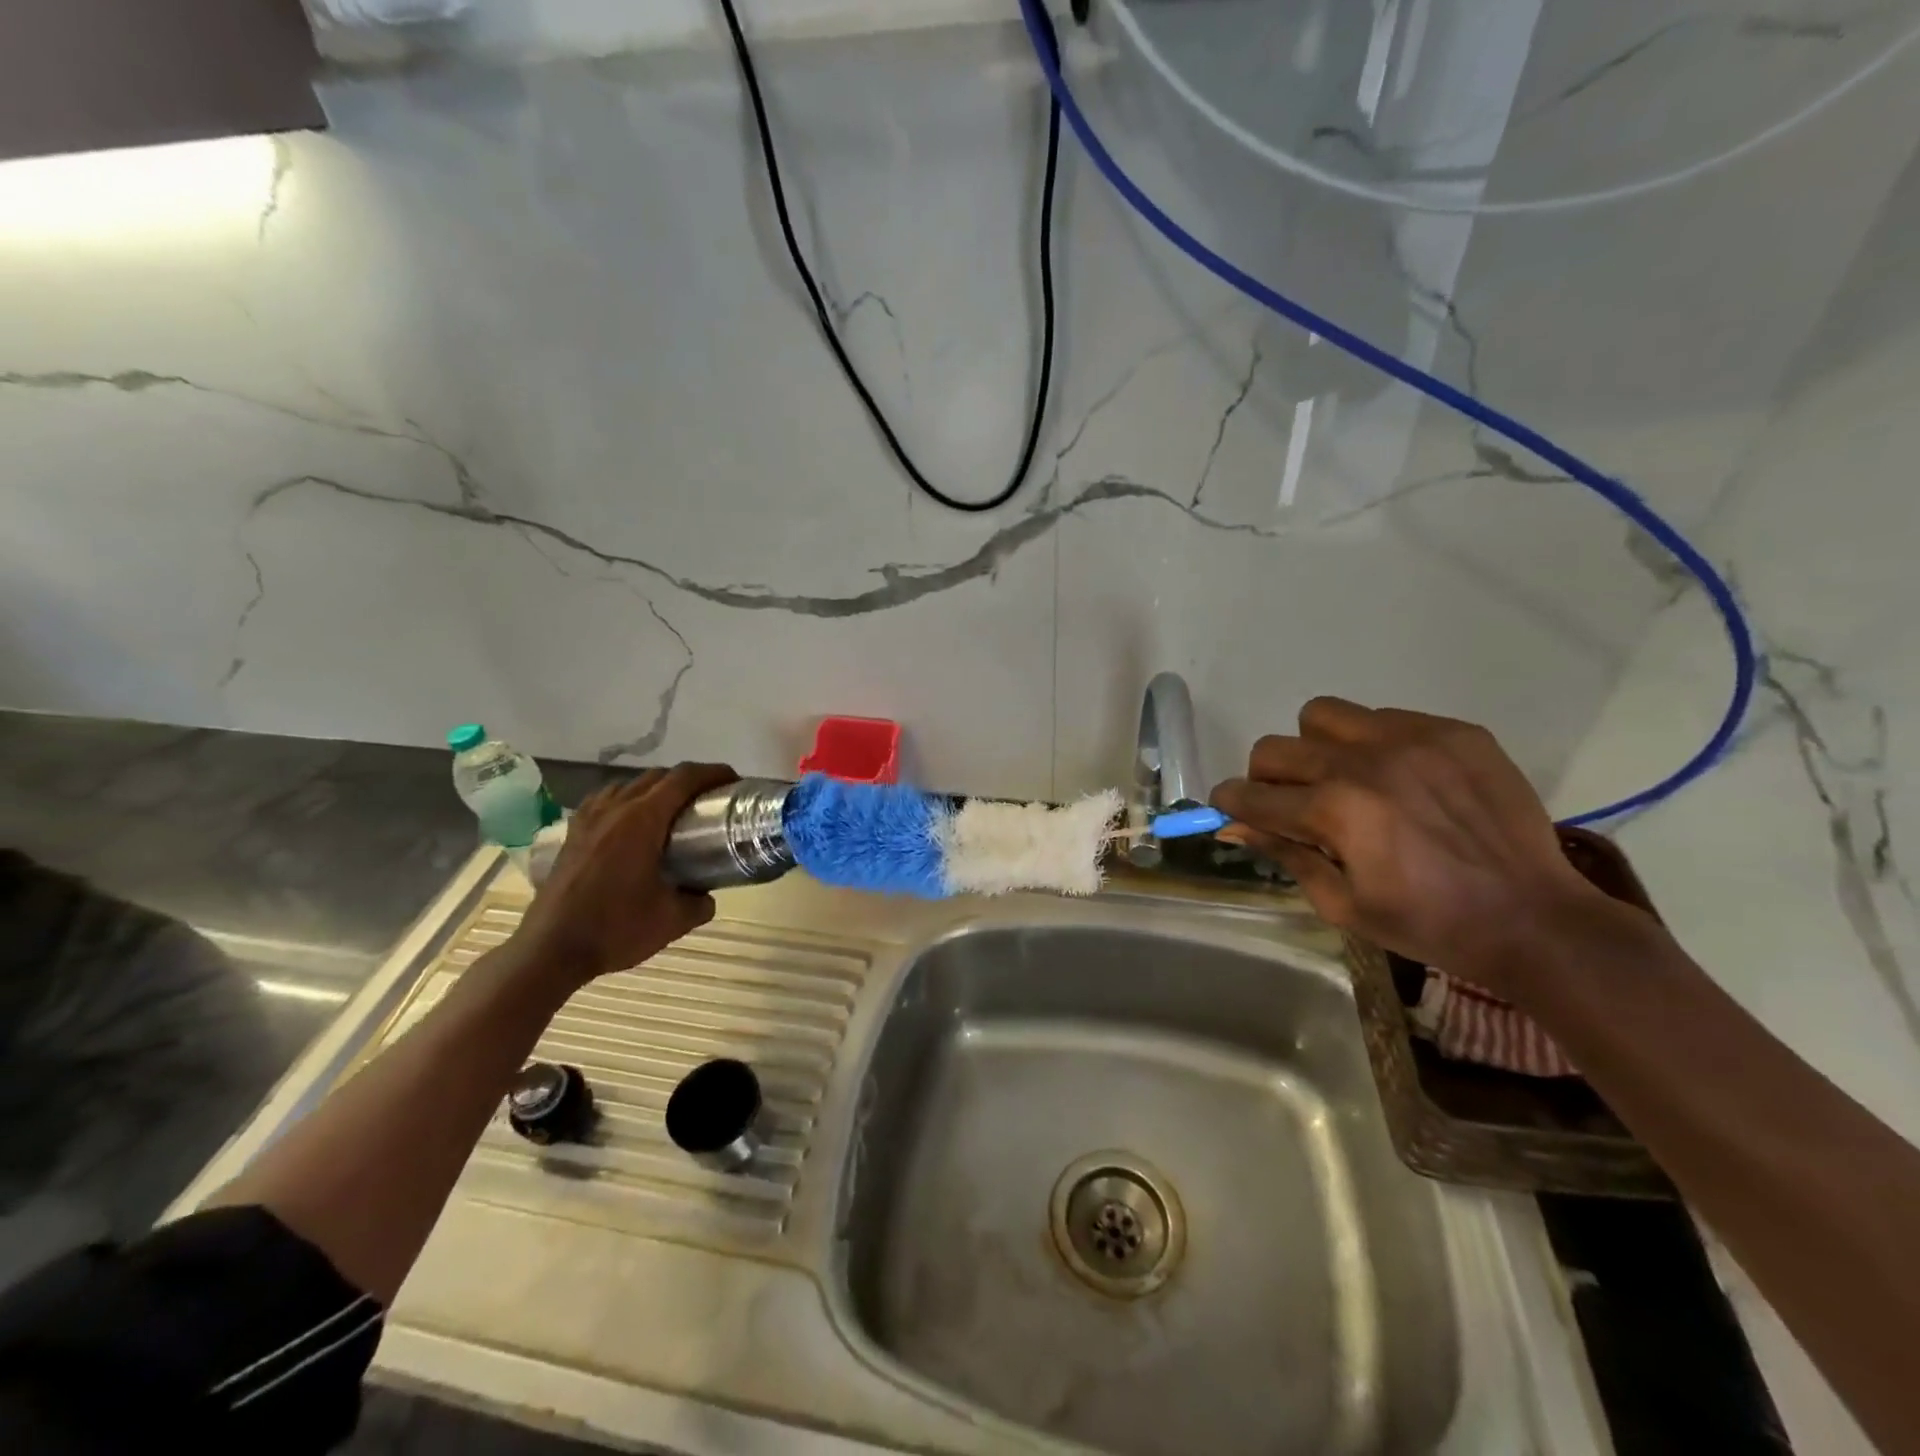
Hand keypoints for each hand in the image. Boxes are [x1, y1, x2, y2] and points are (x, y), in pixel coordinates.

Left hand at [512, 763, 737, 988]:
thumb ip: (700, 903)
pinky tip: (633, 820)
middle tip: (712, 798)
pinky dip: (628, 799)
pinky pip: (606, 799)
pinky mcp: (573, 832)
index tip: (734, 781)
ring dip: (658, 787)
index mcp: (642, 820)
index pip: (684, 778)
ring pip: (630, 784)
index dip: (713, 773)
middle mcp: (615, 809)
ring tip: (675, 808)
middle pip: (659, 775)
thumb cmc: (615, 929)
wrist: (550, 950)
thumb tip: (708, 895)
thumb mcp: (673, 921)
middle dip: (690, 779)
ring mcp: (589, 818)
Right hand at [1210, 698, 1610, 993]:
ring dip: (1317, 747)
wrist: (1536, 920)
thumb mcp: (1342, 904)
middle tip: (1293, 805)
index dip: (1229, 804)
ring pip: (1324, 715)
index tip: (1233, 812)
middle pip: (1274, 748)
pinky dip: (1375, 744)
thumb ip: (1284, 854)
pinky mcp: (1453, 731)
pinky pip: (1385, 716)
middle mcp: (1363, 762)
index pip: (1248, 793)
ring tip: (1345, 779)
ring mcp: (1412, 739)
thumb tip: (1233, 826)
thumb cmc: (1429, 924)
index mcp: (1334, 810)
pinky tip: (1403, 780)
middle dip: (1267, 779)